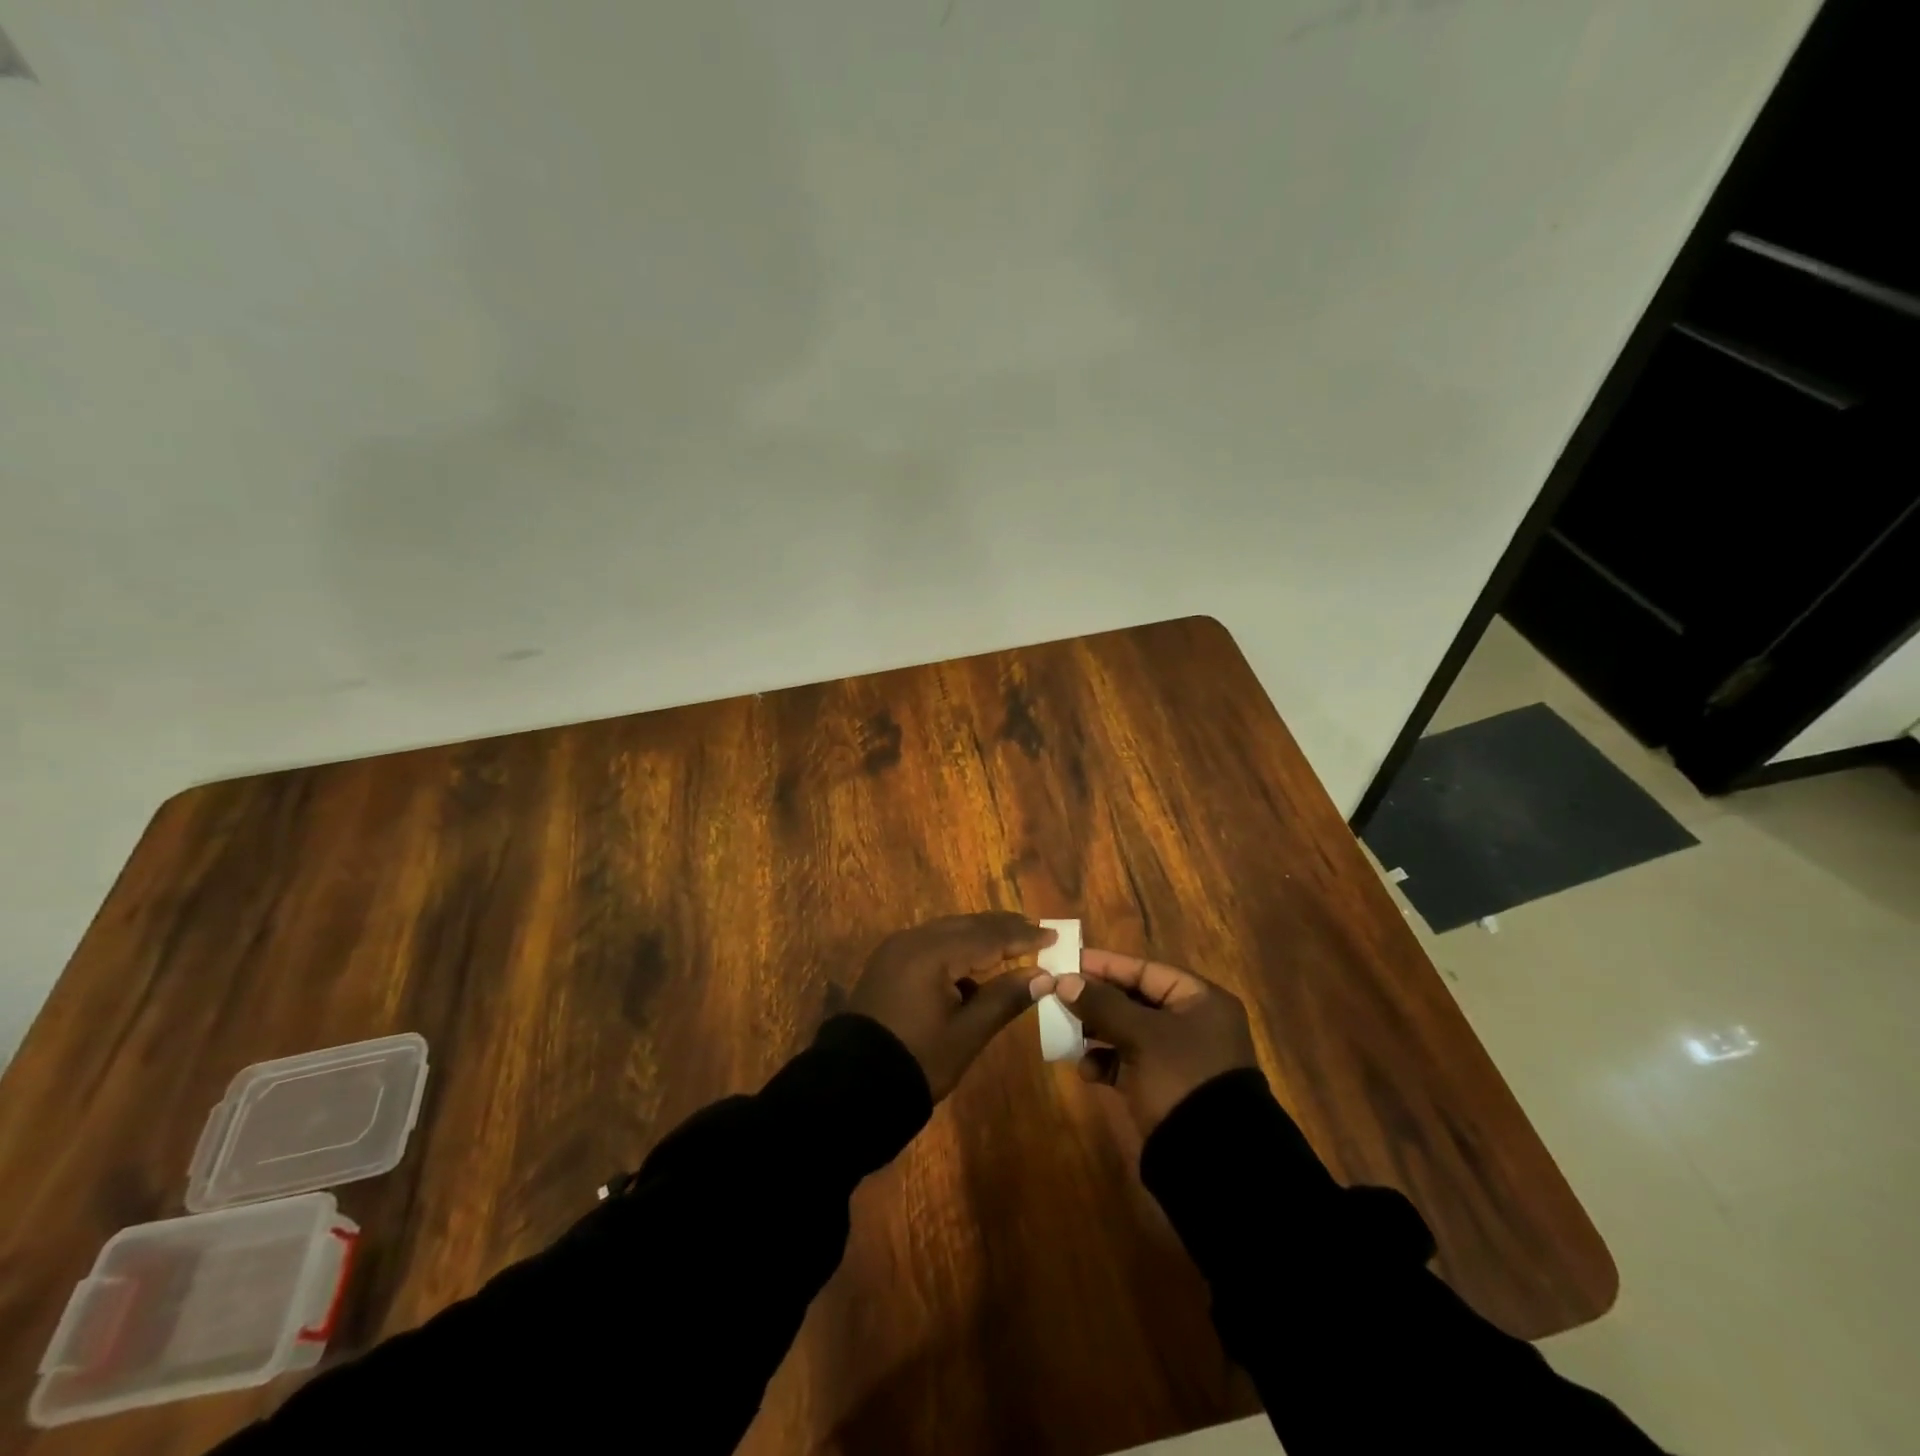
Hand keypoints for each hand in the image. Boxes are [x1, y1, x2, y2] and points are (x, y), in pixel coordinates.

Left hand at [849, 913, 1054, 1098]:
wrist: (853, 1085)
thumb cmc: (918, 1060)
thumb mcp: (967, 1033)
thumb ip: (1005, 998)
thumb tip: (1043, 976)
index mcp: (932, 953)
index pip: (988, 937)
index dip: (1023, 936)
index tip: (1054, 935)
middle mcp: (913, 940)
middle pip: (967, 925)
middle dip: (1003, 927)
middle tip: (1036, 928)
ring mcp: (897, 948)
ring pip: (948, 930)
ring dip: (980, 935)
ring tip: (1012, 940)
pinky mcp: (888, 961)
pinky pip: (931, 942)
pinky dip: (957, 947)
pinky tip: (974, 963)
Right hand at [1038, 948, 1258, 1133]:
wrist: (1213, 1159)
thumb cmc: (1181, 1077)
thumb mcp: (1141, 1035)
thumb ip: (1102, 1004)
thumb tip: (1064, 981)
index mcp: (1200, 1000)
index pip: (1145, 970)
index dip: (1105, 965)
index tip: (1068, 962)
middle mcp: (1192, 1023)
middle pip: (1134, 1000)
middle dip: (1096, 1001)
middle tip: (1059, 997)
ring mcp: (1178, 1057)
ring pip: (1128, 1032)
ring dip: (1096, 1033)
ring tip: (1067, 1034)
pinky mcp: (1165, 1087)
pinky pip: (1128, 1063)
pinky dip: (1106, 1063)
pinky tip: (1086, 1071)